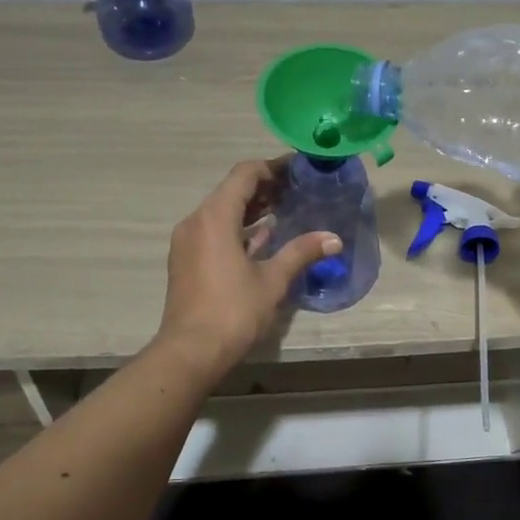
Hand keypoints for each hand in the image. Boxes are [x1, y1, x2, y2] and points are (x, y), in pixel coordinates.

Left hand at [154, 159, 340, 371]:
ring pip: (221, 212)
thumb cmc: (233, 311)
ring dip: (251, 210)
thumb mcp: (272, 280)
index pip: (244, 174)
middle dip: (264, 188)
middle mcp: (196, 222)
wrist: (190, 352)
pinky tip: (262, 239)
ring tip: (285, 211)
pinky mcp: (186, 261)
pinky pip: (213, 231)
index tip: (298, 170)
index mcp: (214, 217)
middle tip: (298, 190)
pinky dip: (237, 229)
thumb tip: (334, 238)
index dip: (272, 168)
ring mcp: (187, 242)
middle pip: (231, 191)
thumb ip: (301, 252)